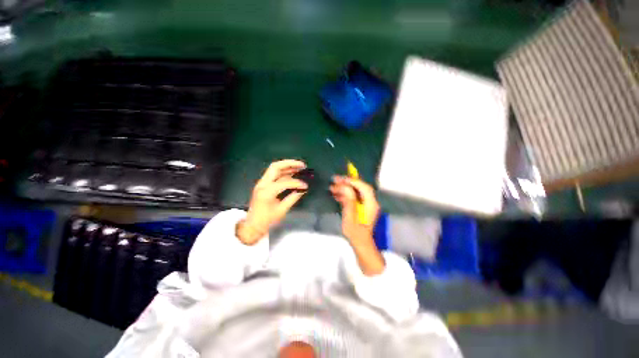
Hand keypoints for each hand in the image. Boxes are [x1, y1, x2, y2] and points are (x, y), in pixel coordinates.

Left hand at [238, 159, 307, 244]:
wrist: (252, 225)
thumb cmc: (267, 220)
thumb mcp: (281, 210)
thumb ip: (293, 198)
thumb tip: (303, 190)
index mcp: (266, 192)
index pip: (284, 182)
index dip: (296, 183)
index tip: (305, 186)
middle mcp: (262, 184)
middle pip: (275, 167)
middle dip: (290, 163)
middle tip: (302, 165)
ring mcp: (261, 183)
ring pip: (274, 168)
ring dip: (287, 166)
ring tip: (299, 167)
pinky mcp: (263, 184)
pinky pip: (273, 174)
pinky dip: (283, 172)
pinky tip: (292, 173)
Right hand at [330, 175, 379, 243]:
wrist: (359, 243)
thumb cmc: (355, 232)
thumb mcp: (350, 217)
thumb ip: (349, 201)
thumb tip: (345, 187)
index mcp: (371, 204)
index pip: (364, 187)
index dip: (353, 181)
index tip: (342, 179)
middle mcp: (370, 201)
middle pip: (360, 187)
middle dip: (347, 182)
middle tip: (335, 179)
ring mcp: (365, 204)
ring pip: (355, 191)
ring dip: (344, 188)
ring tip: (332, 187)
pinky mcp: (360, 206)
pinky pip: (353, 196)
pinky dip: (345, 194)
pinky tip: (336, 194)